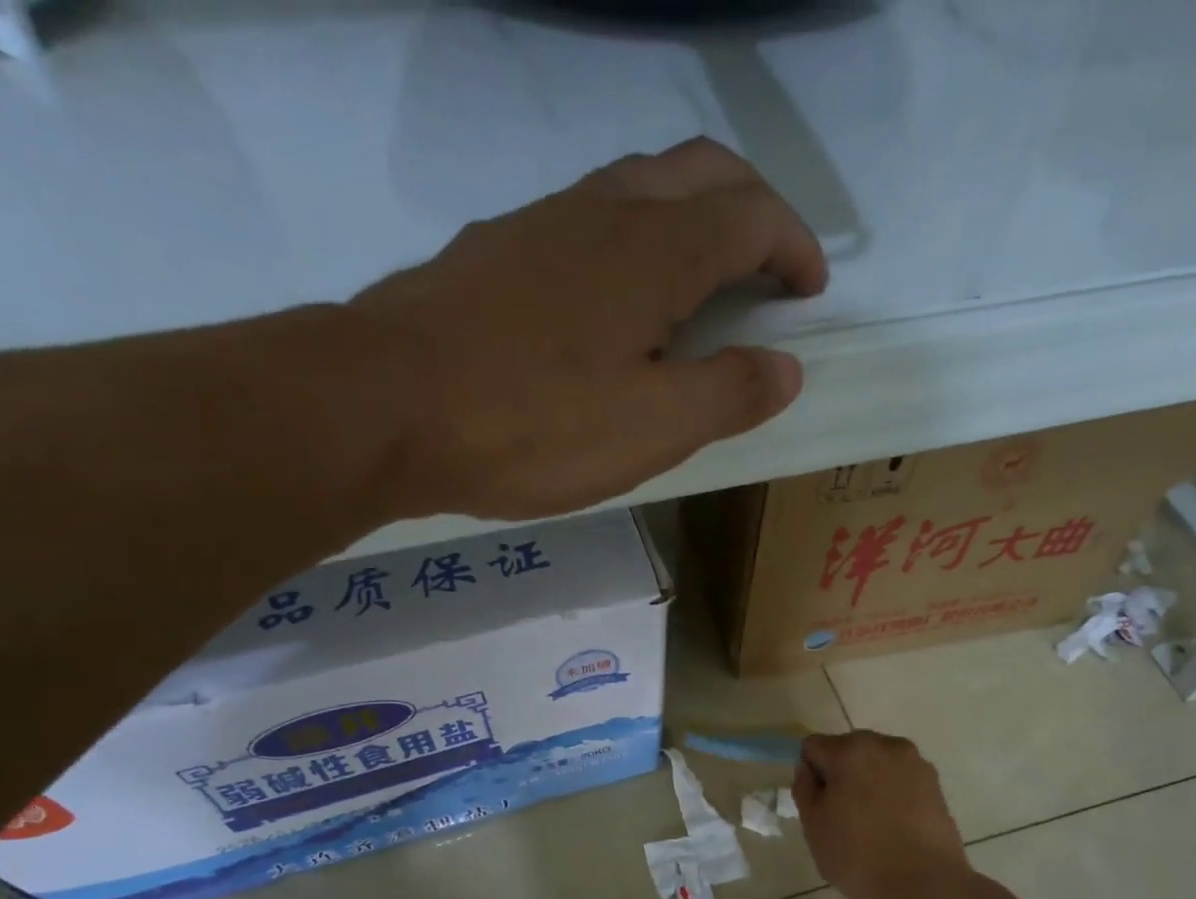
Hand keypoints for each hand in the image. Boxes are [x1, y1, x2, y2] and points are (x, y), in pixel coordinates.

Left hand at [346, 137, 826, 523]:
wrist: (385, 406)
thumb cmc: (531, 424)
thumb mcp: (651, 429)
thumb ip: (727, 394)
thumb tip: (785, 368)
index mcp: (656, 249)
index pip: (752, 215)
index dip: (794, 246)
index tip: (810, 291)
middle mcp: (603, 210)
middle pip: (699, 172)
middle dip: (751, 209)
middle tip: (768, 269)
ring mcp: (541, 222)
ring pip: (637, 187)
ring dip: (687, 220)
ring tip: (699, 288)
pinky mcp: (495, 250)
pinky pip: (584, 222)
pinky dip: (628, 243)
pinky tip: (613, 305)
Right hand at [794, 731, 970, 898]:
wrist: (925, 885)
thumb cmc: (859, 856)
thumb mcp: (813, 826)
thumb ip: (804, 788)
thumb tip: (809, 770)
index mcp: (850, 750)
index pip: (813, 747)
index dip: (810, 775)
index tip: (817, 805)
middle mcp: (885, 745)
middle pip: (848, 749)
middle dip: (840, 773)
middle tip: (841, 815)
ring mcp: (915, 763)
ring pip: (876, 763)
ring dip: (867, 781)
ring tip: (872, 822)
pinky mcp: (935, 784)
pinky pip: (900, 779)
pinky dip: (892, 792)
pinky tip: (894, 825)